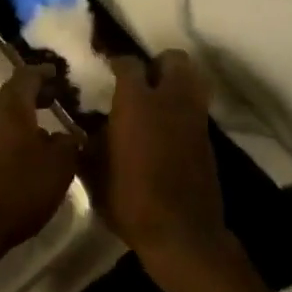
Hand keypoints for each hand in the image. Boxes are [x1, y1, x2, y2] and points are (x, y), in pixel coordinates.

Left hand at [0, 65, 78, 276]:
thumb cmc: (15, 191)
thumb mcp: (58, 168)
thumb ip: (67, 144)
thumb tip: (65, 135)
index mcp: (7, 104)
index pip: (28, 76)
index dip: (45, 74)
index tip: (58, 74)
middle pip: (9, 95)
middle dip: (32, 98)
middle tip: (53, 101)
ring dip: (15, 121)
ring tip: (38, 133)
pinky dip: (1, 138)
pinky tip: (14, 157)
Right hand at [87, 50, 228, 262]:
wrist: (181, 232)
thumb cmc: (130, 200)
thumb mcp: (94, 173)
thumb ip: (88, 144)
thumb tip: (83, 130)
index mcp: (137, 102)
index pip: (129, 64)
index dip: (117, 62)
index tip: (108, 68)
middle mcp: (170, 100)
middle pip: (173, 59)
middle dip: (157, 64)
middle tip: (140, 81)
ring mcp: (194, 117)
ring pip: (192, 79)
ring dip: (176, 82)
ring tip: (157, 100)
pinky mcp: (207, 137)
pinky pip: (196, 107)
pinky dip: (184, 107)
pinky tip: (167, 127)